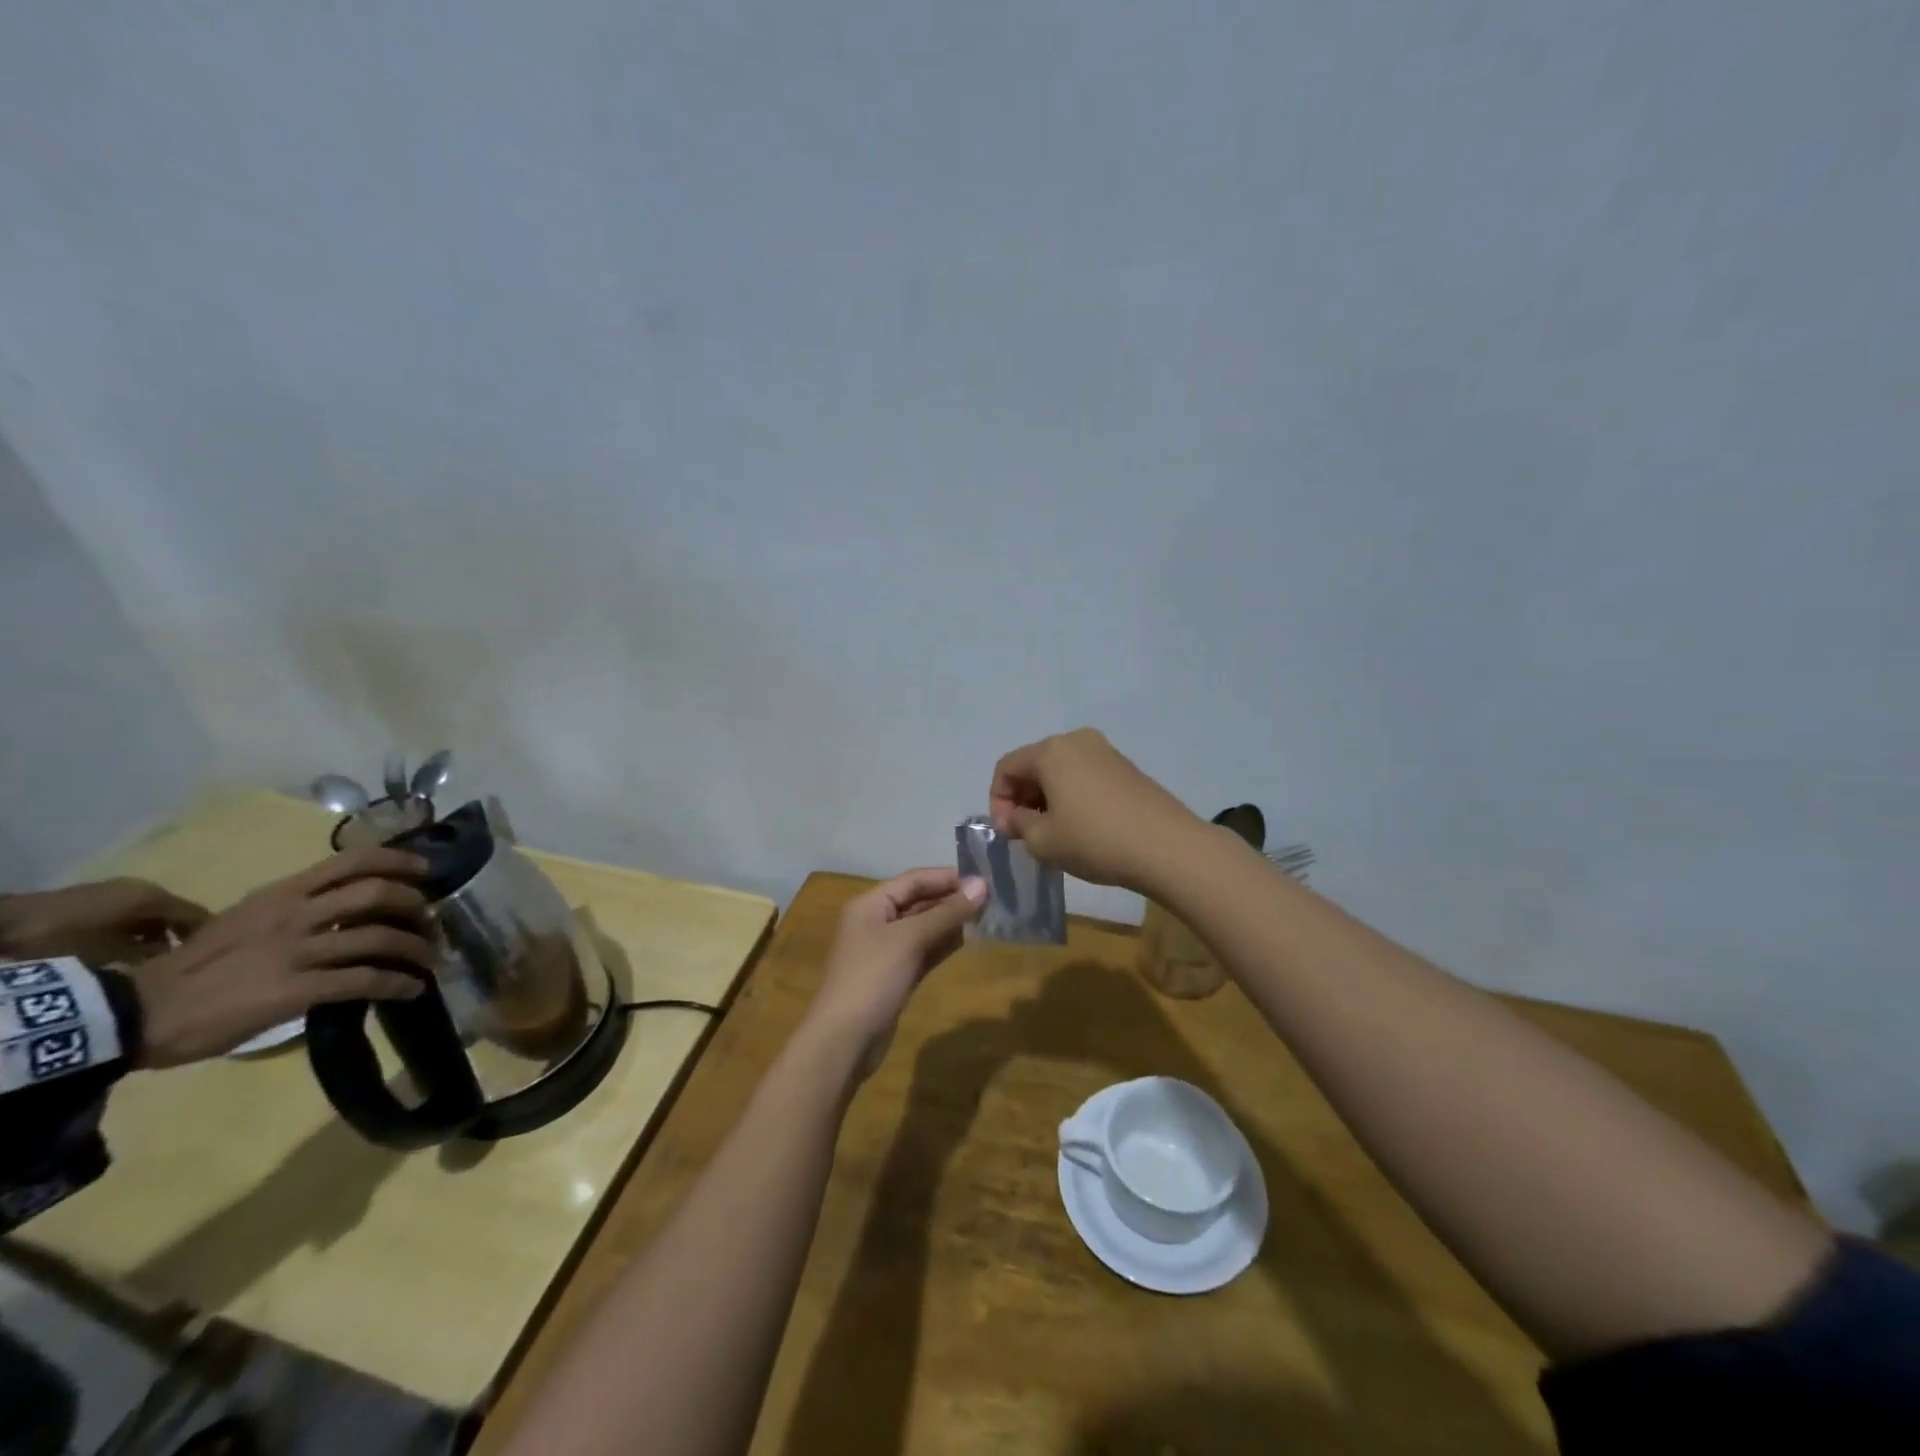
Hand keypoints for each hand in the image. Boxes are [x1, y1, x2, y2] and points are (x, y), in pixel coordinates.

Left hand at [0, 878, 209, 964]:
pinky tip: (120, 947)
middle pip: (172, 912)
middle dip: (175, 934)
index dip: (206, 934)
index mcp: (154, 896)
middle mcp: (142, 887)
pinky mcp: (91, 898)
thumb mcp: (111, 953)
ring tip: (147, 957)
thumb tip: (171, 956)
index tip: (208, 955)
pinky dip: (130, 929)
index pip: (196, 914)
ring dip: (150, 932)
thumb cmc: (65, 939)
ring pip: (147, 913)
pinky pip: (126, 913)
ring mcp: (114, 890)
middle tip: (177, 958)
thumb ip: (148, 953)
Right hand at [129, 846, 437, 1068]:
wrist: (134, 1013)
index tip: (426, 869)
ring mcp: (296, 952)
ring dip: (416, 949)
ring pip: (379, 938)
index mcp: (281, 895)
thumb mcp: (243, 921)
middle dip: (416, 905)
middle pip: (376, 894)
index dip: (398, 860)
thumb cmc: (189, 969)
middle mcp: (294, 915)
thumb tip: (341, 913)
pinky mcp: (296, 990)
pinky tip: (412, 989)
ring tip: (430, 960)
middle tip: (432, 921)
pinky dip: (397, 984)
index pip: (351, 861)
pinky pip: (364, 981)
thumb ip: (292, 911)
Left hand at [802, 869, 986, 1079]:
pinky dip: (942, 944)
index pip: (913, 880)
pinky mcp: (895, 976)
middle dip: (951, 899)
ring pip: (923, 927)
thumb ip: (947, 912)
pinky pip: (923, 951)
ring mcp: (885, 951)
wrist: (844, 1041)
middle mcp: (876, 922)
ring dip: (950, 921)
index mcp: (870, 904)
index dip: (947, 877)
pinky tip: (967, 940)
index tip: (983, 879)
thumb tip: (982, 885)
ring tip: (985, 916)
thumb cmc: (872, 978)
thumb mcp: (910, 939)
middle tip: (990, 899)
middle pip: (918, 901)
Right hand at [989, 727, 1204, 892]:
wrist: (1167, 847)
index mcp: (1051, 751)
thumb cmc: (1095, 840)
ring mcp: (1105, 751)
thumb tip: (1013, 817)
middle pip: (1034, 764)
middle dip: (1022, 797)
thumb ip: (1018, 824)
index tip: (1007, 832)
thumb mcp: (1043, 840)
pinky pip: (1085, 776)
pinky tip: (1082, 826)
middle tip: (1025, 833)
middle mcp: (1077, 740)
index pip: (1006, 767)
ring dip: (1047, 798)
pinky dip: (1073, 796)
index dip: (997, 800)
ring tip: (1053, 832)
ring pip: (1061, 770)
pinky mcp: (1126, 768)